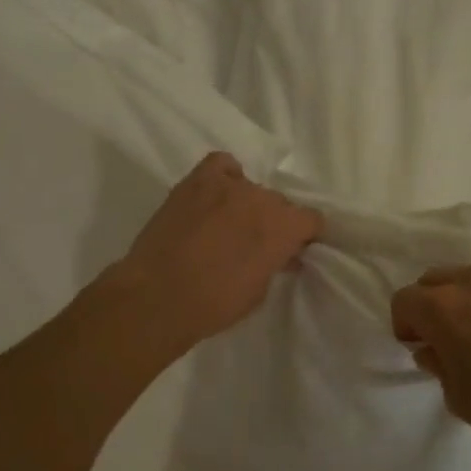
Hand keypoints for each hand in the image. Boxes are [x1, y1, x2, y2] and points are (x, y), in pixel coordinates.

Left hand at [109, 152, 322, 351]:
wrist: (157, 296)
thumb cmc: (214, 305)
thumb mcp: (259, 292)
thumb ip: (274, 264)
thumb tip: (280, 255)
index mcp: (284, 228)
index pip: (312, 219)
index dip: (304, 236)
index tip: (293, 250)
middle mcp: (262, 199)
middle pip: (279, 203)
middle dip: (273, 222)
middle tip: (255, 244)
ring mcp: (228, 185)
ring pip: (251, 188)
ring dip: (246, 205)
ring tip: (227, 224)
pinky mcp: (196, 180)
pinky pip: (222, 165)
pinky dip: (224, 176)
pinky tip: (215, 195)